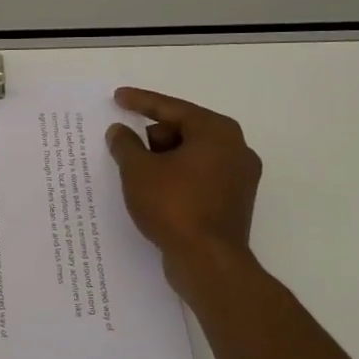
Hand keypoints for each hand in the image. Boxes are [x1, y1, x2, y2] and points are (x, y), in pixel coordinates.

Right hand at [105, 86, 261, 285]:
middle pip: (183, 131)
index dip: (141, 101)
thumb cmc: (173, 206)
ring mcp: (239, 178)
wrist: (208, 262)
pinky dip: (176, 180)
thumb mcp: (138, 170)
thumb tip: (119, 131)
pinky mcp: (234, 202)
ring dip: (164, 161)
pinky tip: (156, 195)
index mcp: (216, 132)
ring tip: (140, 181)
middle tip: (130, 157)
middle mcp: (236, 149)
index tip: (118, 97)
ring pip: (191, 156)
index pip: (172, 108)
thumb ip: (125, 145)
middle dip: (153, 140)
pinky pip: (198, 178)